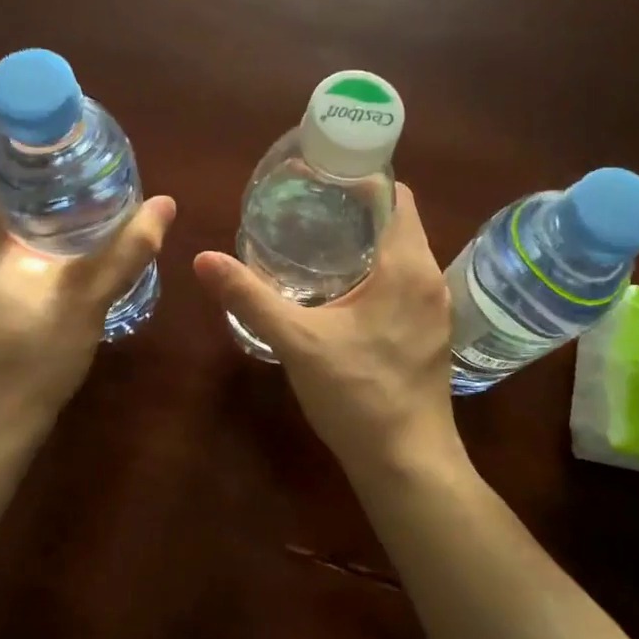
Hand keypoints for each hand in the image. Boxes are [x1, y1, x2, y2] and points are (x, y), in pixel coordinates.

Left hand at [0, 140, 174, 434]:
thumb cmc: (31, 359)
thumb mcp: (85, 300)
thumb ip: (126, 251)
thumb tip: (165, 203)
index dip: (31, 134)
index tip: (76, 136)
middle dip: (39, 163)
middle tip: (92, 164)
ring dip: (32, 193)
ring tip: (85, 193)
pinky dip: (24, 221)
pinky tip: (64, 238)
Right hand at [193, 183, 459, 479]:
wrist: (407, 462)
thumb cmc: (357, 395)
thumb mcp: (297, 342)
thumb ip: (250, 297)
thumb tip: (204, 259)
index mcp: (406, 266)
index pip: (395, 195)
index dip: (361, 178)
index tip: (319, 175)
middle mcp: (430, 278)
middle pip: (398, 221)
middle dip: (355, 208)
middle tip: (306, 206)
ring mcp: (434, 308)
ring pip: (402, 253)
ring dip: (366, 240)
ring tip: (317, 239)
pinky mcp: (429, 332)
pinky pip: (404, 281)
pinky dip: (376, 270)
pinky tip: (340, 289)